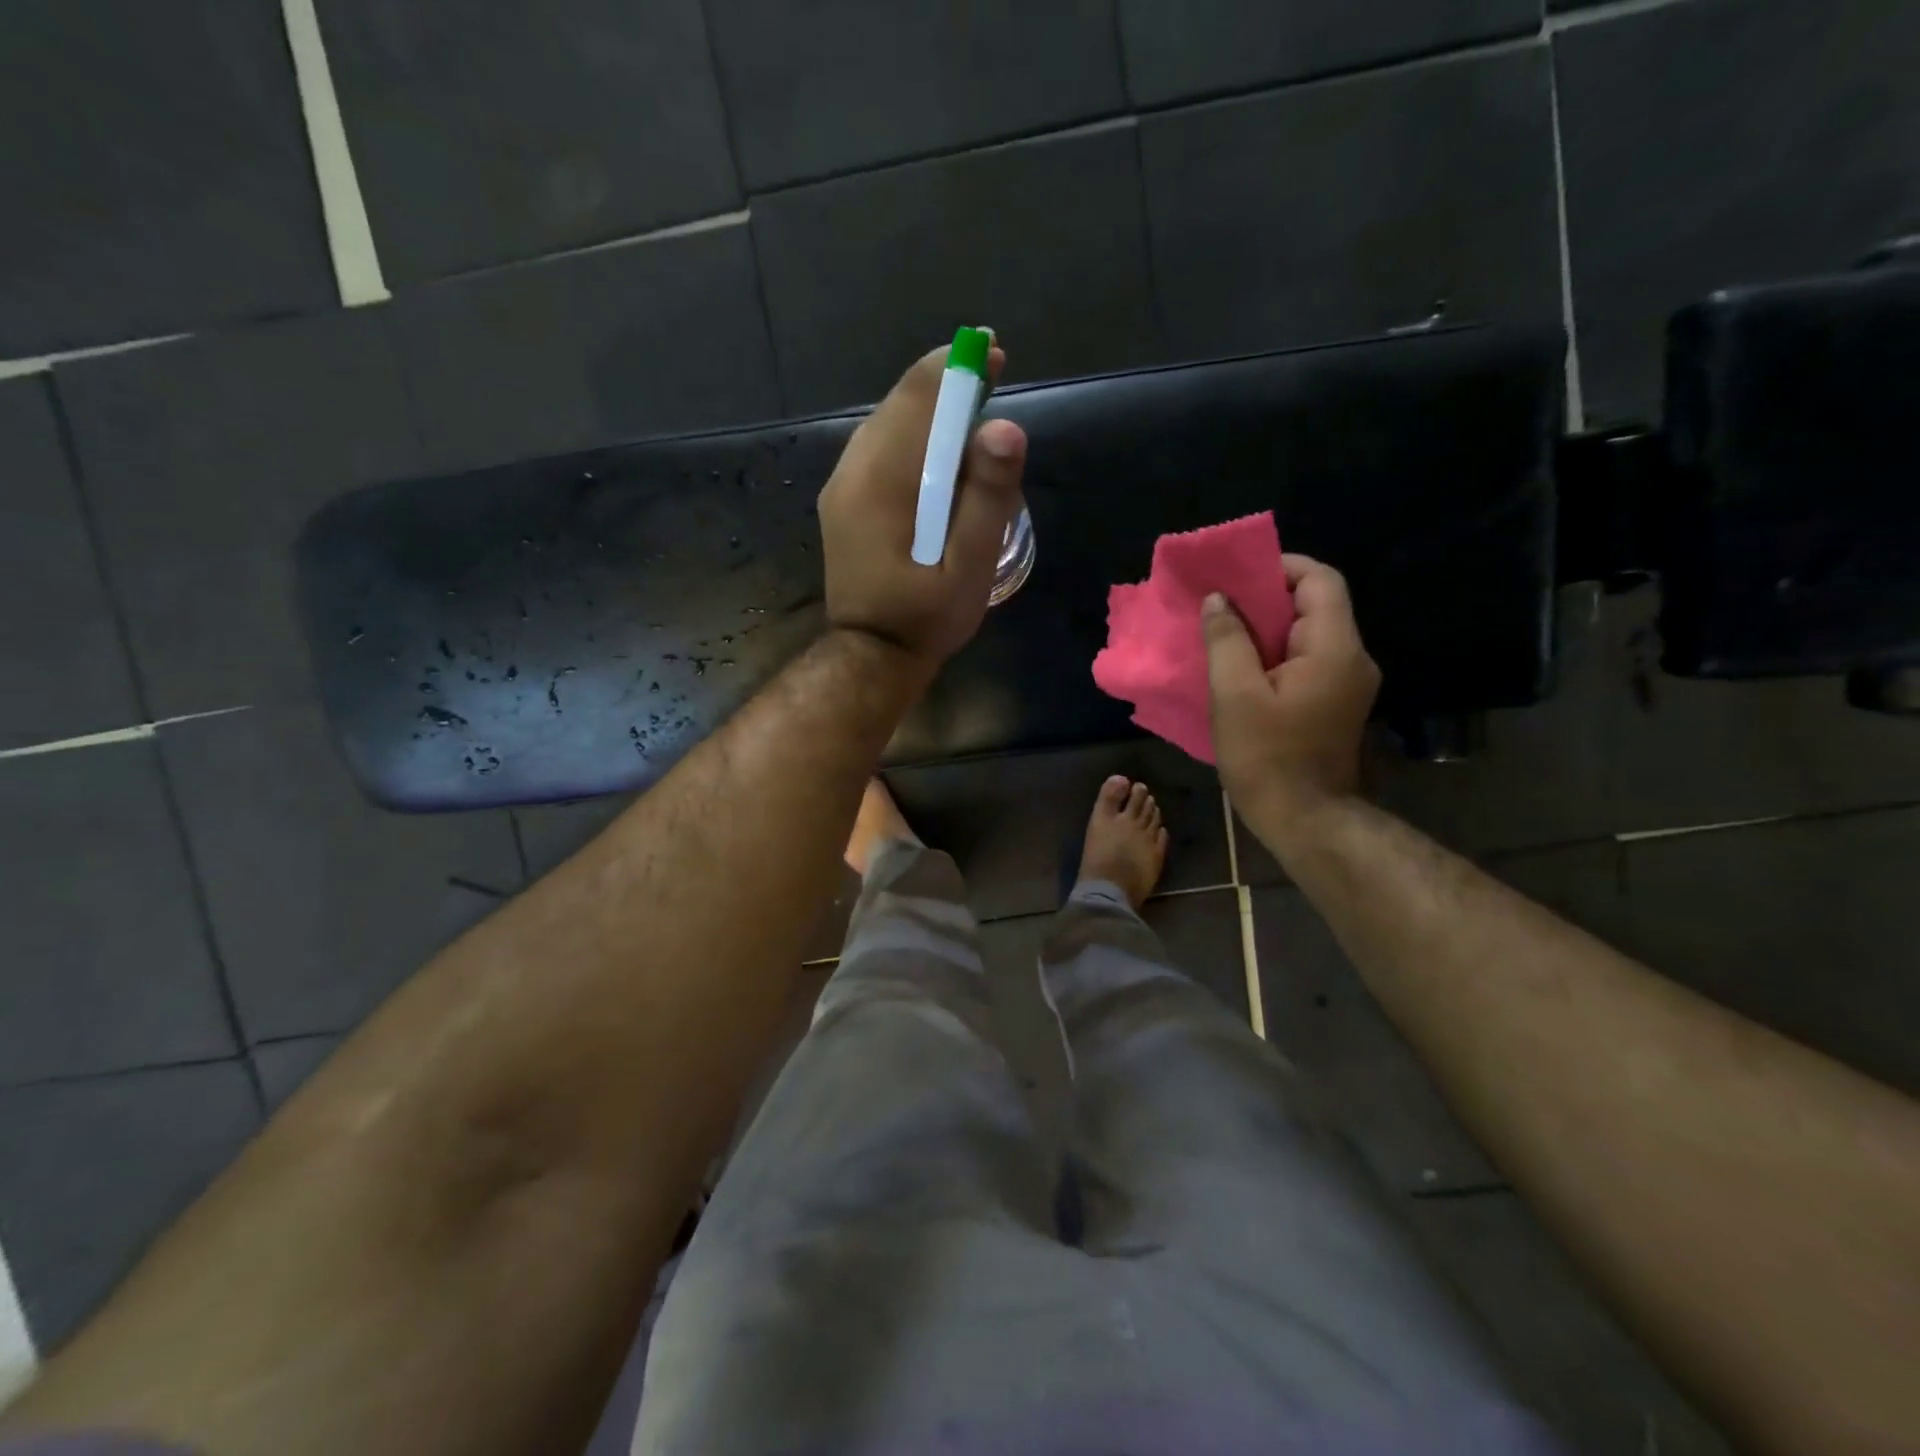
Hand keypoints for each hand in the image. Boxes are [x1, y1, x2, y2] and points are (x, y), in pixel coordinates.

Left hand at [818, 343, 1027, 668]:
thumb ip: (988, 499)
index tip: (992, 357)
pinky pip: (877, 448)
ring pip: (886, 423)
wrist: (872, 656)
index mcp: (883, 482)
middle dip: (945, 385)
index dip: (957, 369)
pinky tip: (937, 456)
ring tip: (970, 417)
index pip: (918, 399)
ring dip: (928, 410)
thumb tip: (1005, 428)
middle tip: (989, 381)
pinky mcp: (843, 500)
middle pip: (900, 404)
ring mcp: (842, 485)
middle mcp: (853, 471)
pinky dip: (911, 437)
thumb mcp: (970, 568)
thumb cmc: (926, 618)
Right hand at [1203, 554, 1380, 824]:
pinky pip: (1306, 660)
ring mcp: (1348, 683)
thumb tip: (1219, 600)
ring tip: (1222, 635)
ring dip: (1266, 628)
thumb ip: (1226, 641)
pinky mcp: (1336, 703)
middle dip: (1266, 598)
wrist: (1305, 819)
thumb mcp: (1235, 696)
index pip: (1320, 580)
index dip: (1280, 567)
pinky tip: (1241, 669)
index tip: (1236, 576)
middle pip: (1315, 605)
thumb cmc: (1268, 757)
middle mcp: (1352, 658)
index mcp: (1334, 649)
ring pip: (1307, 634)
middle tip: (1220, 606)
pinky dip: (1274, 654)